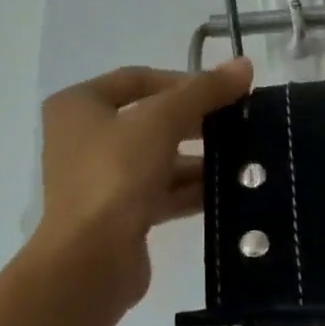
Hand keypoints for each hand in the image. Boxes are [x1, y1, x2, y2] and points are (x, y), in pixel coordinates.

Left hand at [35, 59, 253, 308]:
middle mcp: (84, 138)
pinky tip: (228, 191)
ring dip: (198, 158)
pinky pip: (161, 192)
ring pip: (158, 158)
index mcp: (79, 105)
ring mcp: (100, 179)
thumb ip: (204, 90)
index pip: (138, 79)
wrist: (90, 260)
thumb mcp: (162, 120)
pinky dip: (191, 189)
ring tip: (243, 158)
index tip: (224, 91)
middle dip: (196, 121)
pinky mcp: (118, 214)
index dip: (183, 80)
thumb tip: (244, 64)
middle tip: (239, 123)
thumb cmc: (116, 174)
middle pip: (150, 118)